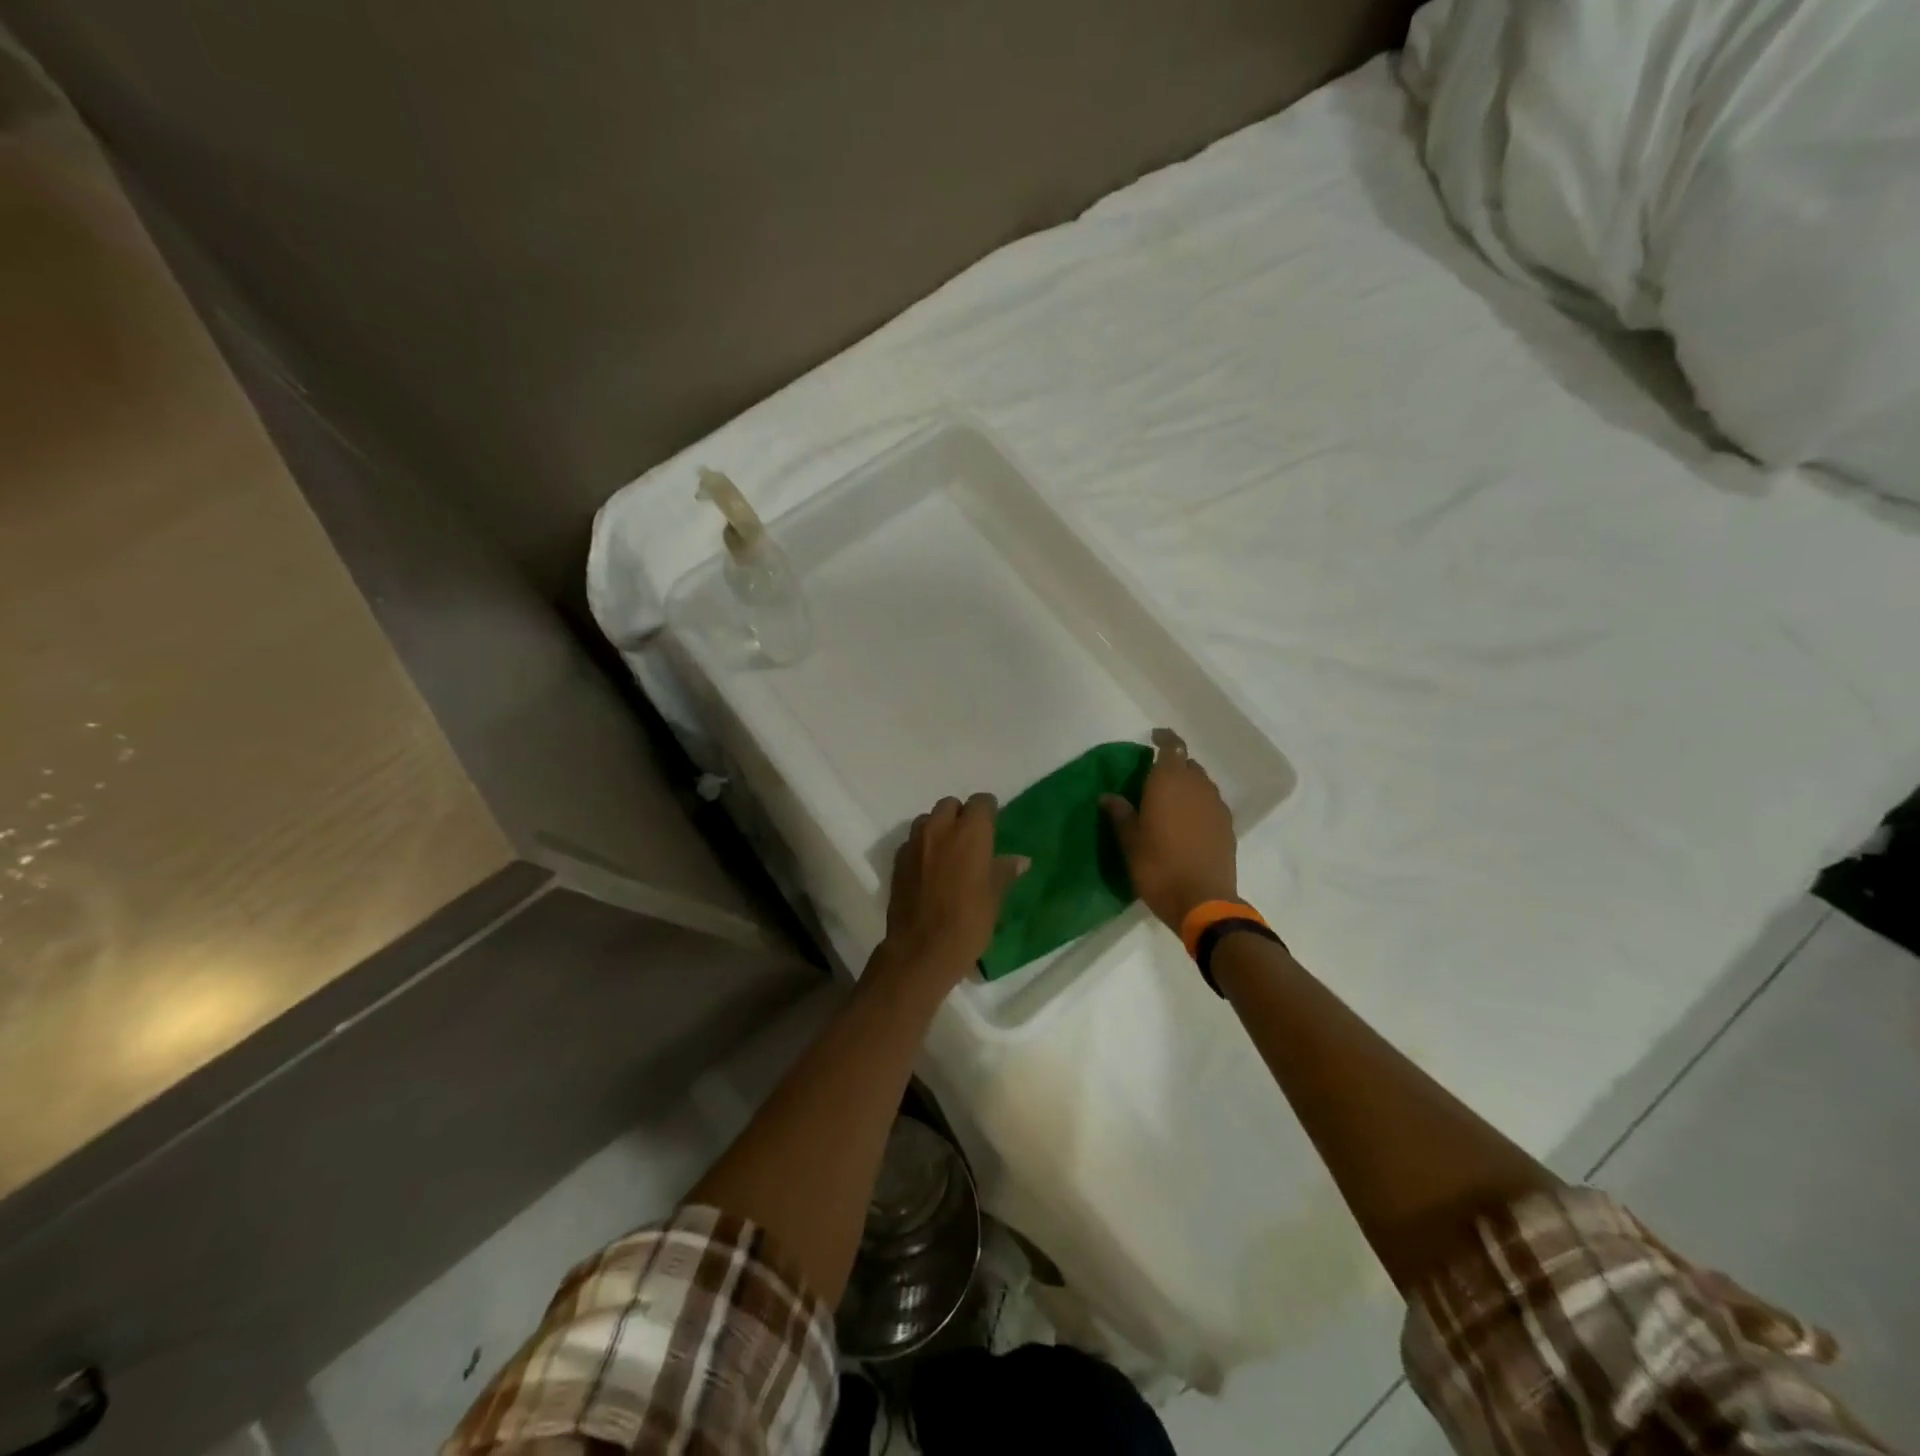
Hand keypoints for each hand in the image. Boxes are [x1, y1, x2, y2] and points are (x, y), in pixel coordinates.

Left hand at [880, 793, 1028, 989]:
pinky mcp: (898, 860)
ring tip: (947, 852)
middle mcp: (940, 829)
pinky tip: (929, 869)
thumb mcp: (994, 898)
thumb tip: (1019, 860)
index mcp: (970, 833)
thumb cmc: (967, 922)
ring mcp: (914, 843)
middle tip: (970, 839)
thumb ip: (1003, 872)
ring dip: (938, 828)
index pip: (981, 802)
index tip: (993, 824)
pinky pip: (912, 842)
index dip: (988, 811)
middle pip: (950, 805)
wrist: (921, 950)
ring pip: (927, 820)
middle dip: (960, 815)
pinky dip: (922, 847)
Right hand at [1103, 728, 1237, 930]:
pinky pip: (1211, 804)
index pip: (1172, 746)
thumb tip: (1108, 796)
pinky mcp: (1228, 827)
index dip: (1164, 738)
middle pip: (1188, 764)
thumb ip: (1120, 814)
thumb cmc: (1158, 867)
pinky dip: (1199, 805)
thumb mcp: (1130, 841)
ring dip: (1187, 785)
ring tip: (1170, 802)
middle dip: (1173, 765)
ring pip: (1202, 784)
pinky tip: (1187, 823)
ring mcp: (1217, 806)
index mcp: (1170, 782)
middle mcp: (1197, 786)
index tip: (1153, 737)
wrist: (1203, 902)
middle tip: (1154, 779)